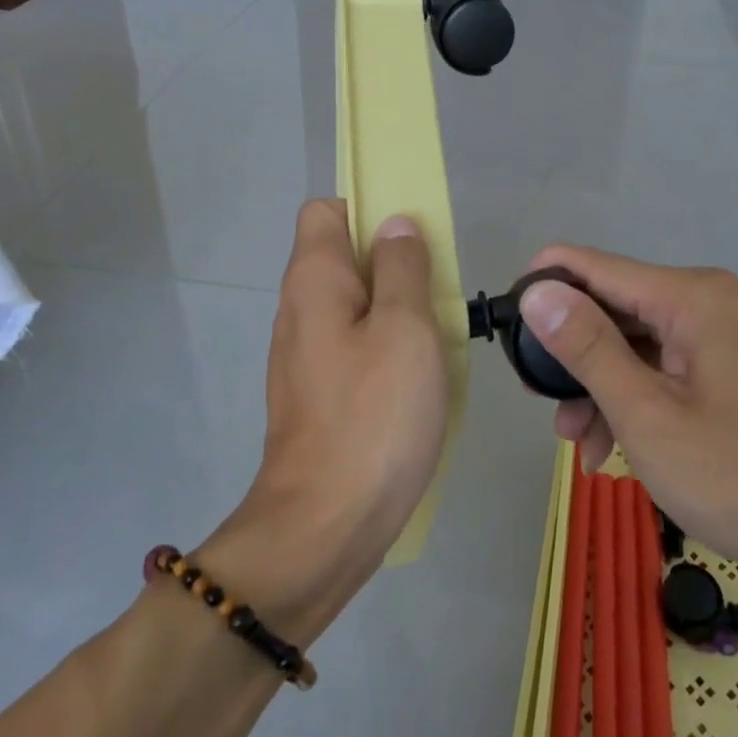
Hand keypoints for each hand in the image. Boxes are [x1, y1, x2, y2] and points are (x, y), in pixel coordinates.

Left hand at [202, 201, 449, 640]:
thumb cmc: (373, 416)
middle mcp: (298, 308)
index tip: (413, 239)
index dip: (369, 210)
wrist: (324, 526)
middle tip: (439, 292)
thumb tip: (395, 224)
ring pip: (353, 305)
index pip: (326, 210)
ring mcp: (303, 355)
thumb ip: (402, 267)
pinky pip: (353, 347)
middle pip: (344, 257)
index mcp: (314, 280)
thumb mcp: (406, 328)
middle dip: (393, 263)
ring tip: (437, 337)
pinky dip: (384, 349)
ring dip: (395, 310)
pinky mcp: (316, 394)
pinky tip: (417, 380)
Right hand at [517, 246, 737, 598]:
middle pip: (613, 307)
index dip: (543, 287)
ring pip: (633, 344)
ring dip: (598, 387)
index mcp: (691, 297)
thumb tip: (536, 290)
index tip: (503, 326)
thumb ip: (586, 347)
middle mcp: (707, 302)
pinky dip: (631, 400)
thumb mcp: (646, 415)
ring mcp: (721, 337)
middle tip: (541, 404)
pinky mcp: (728, 371)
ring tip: (575, 443)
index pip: (594, 266)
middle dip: (571, 354)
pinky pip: (661, 369)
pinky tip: (610, 448)